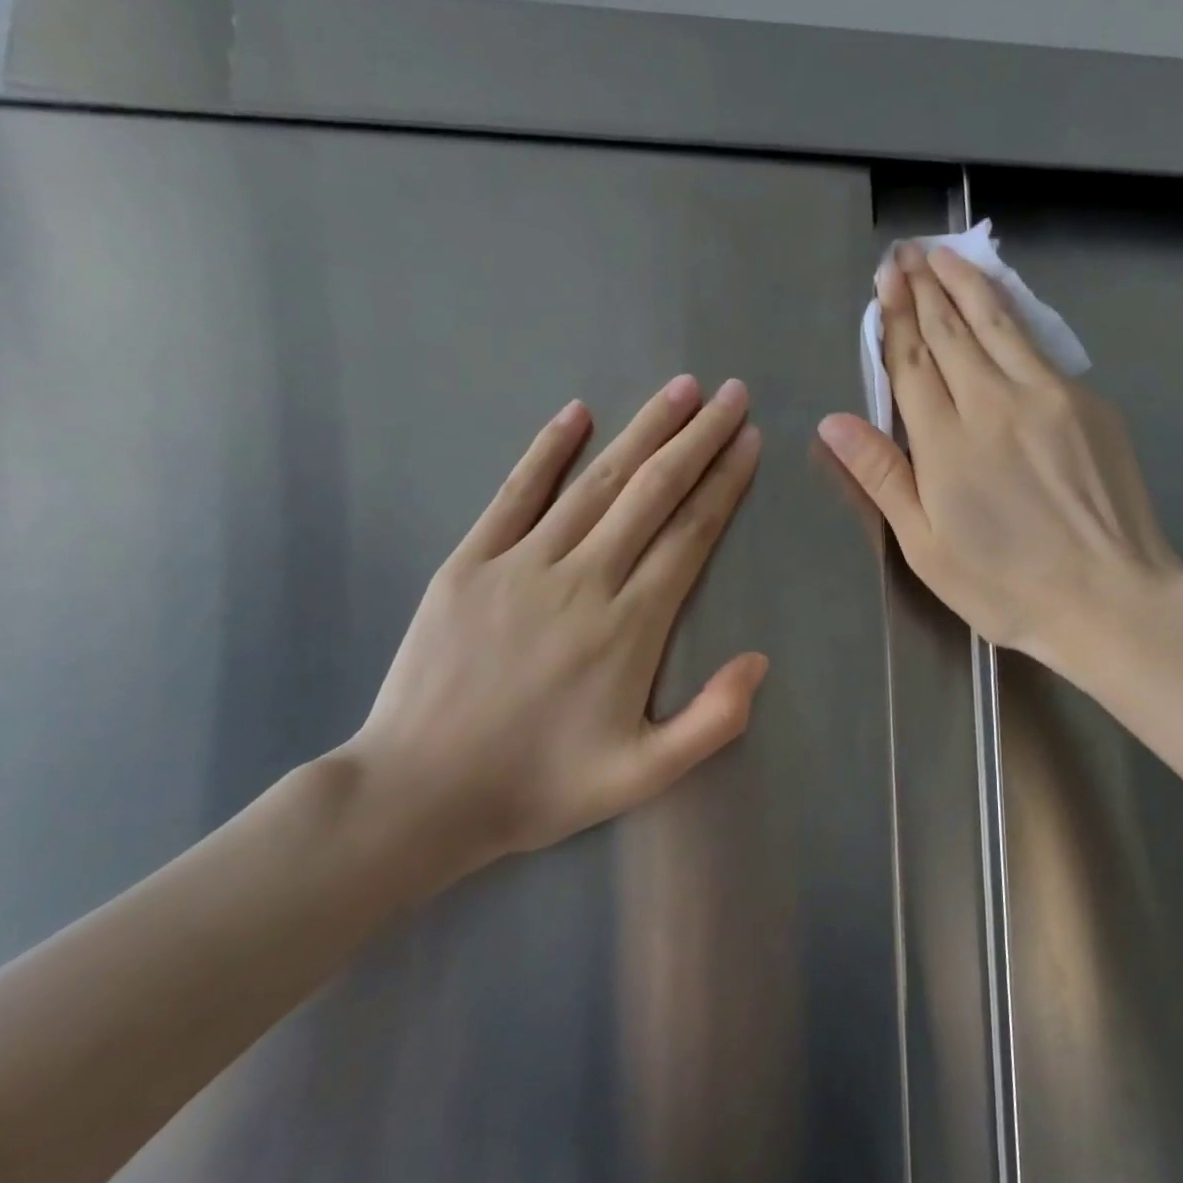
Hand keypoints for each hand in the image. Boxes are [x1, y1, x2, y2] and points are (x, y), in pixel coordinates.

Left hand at [342, 376, 766, 891]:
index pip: (690, 535)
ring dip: (643, 430)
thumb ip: (712, 721)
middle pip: (652, 493)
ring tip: (680, 390)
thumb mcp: (644, 775)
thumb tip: (759, 659)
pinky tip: (577, 412)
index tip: (750, 441)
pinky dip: (549, 450)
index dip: (724, 484)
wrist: (422, 792)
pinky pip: (516, 493)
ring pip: (597, 482)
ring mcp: (522, 564)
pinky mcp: (470, 563)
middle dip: (698, 438)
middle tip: (731, 395)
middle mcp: (583, 579)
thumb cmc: (541, 785)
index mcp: (630, 626)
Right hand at [819, 242, 1182, 673]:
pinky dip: (1012, 314)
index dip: (894, 319)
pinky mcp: (1088, 403)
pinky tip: (1002, 302)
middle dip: (924, 288)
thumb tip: (833, 423)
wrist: (1109, 598)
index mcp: (946, 442)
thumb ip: (882, 477)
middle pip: (952, 331)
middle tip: (906, 253)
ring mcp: (1048, 396)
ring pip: (998, 324)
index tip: (884, 280)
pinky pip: (1038, 345)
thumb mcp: (926, 547)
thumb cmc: (1005, 586)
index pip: (912, 362)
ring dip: (967, 285)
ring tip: (944, 256)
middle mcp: (994, 402)